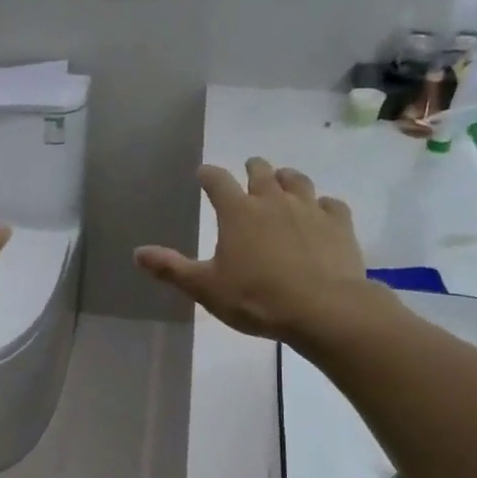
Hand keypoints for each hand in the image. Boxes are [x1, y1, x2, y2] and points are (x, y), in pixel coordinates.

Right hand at [134, 158, 397, 344]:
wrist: (322, 308)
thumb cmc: (255, 298)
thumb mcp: (205, 287)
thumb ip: (171, 268)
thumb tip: (137, 253)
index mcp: (238, 212)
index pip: (217, 181)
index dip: (208, 175)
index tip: (202, 174)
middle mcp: (273, 201)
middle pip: (261, 171)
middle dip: (252, 168)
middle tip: (249, 171)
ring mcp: (310, 209)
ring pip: (298, 181)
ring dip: (287, 179)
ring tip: (283, 182)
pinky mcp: (339, 224)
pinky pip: (331, 204)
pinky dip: (322, 205)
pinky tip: (321, 213)